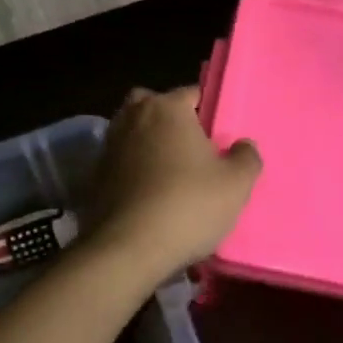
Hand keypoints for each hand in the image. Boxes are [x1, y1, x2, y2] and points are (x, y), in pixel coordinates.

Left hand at [82, 87, 261, 281]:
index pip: (191, 93)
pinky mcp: (95, 175)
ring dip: (148, 143)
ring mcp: (110, 145)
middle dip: (169, 119)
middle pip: (153, 105)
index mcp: (167, 108)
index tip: (217, 137)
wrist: (128, 249)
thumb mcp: (236, 184)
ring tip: (170, 173)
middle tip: (190, 147)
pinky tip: (148, 194)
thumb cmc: (188, 205)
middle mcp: (134, 117)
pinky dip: (132, 169)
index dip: (207, 112)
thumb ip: (247, 157)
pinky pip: (121, 161)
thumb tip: (243, 145)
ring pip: (133, 131)